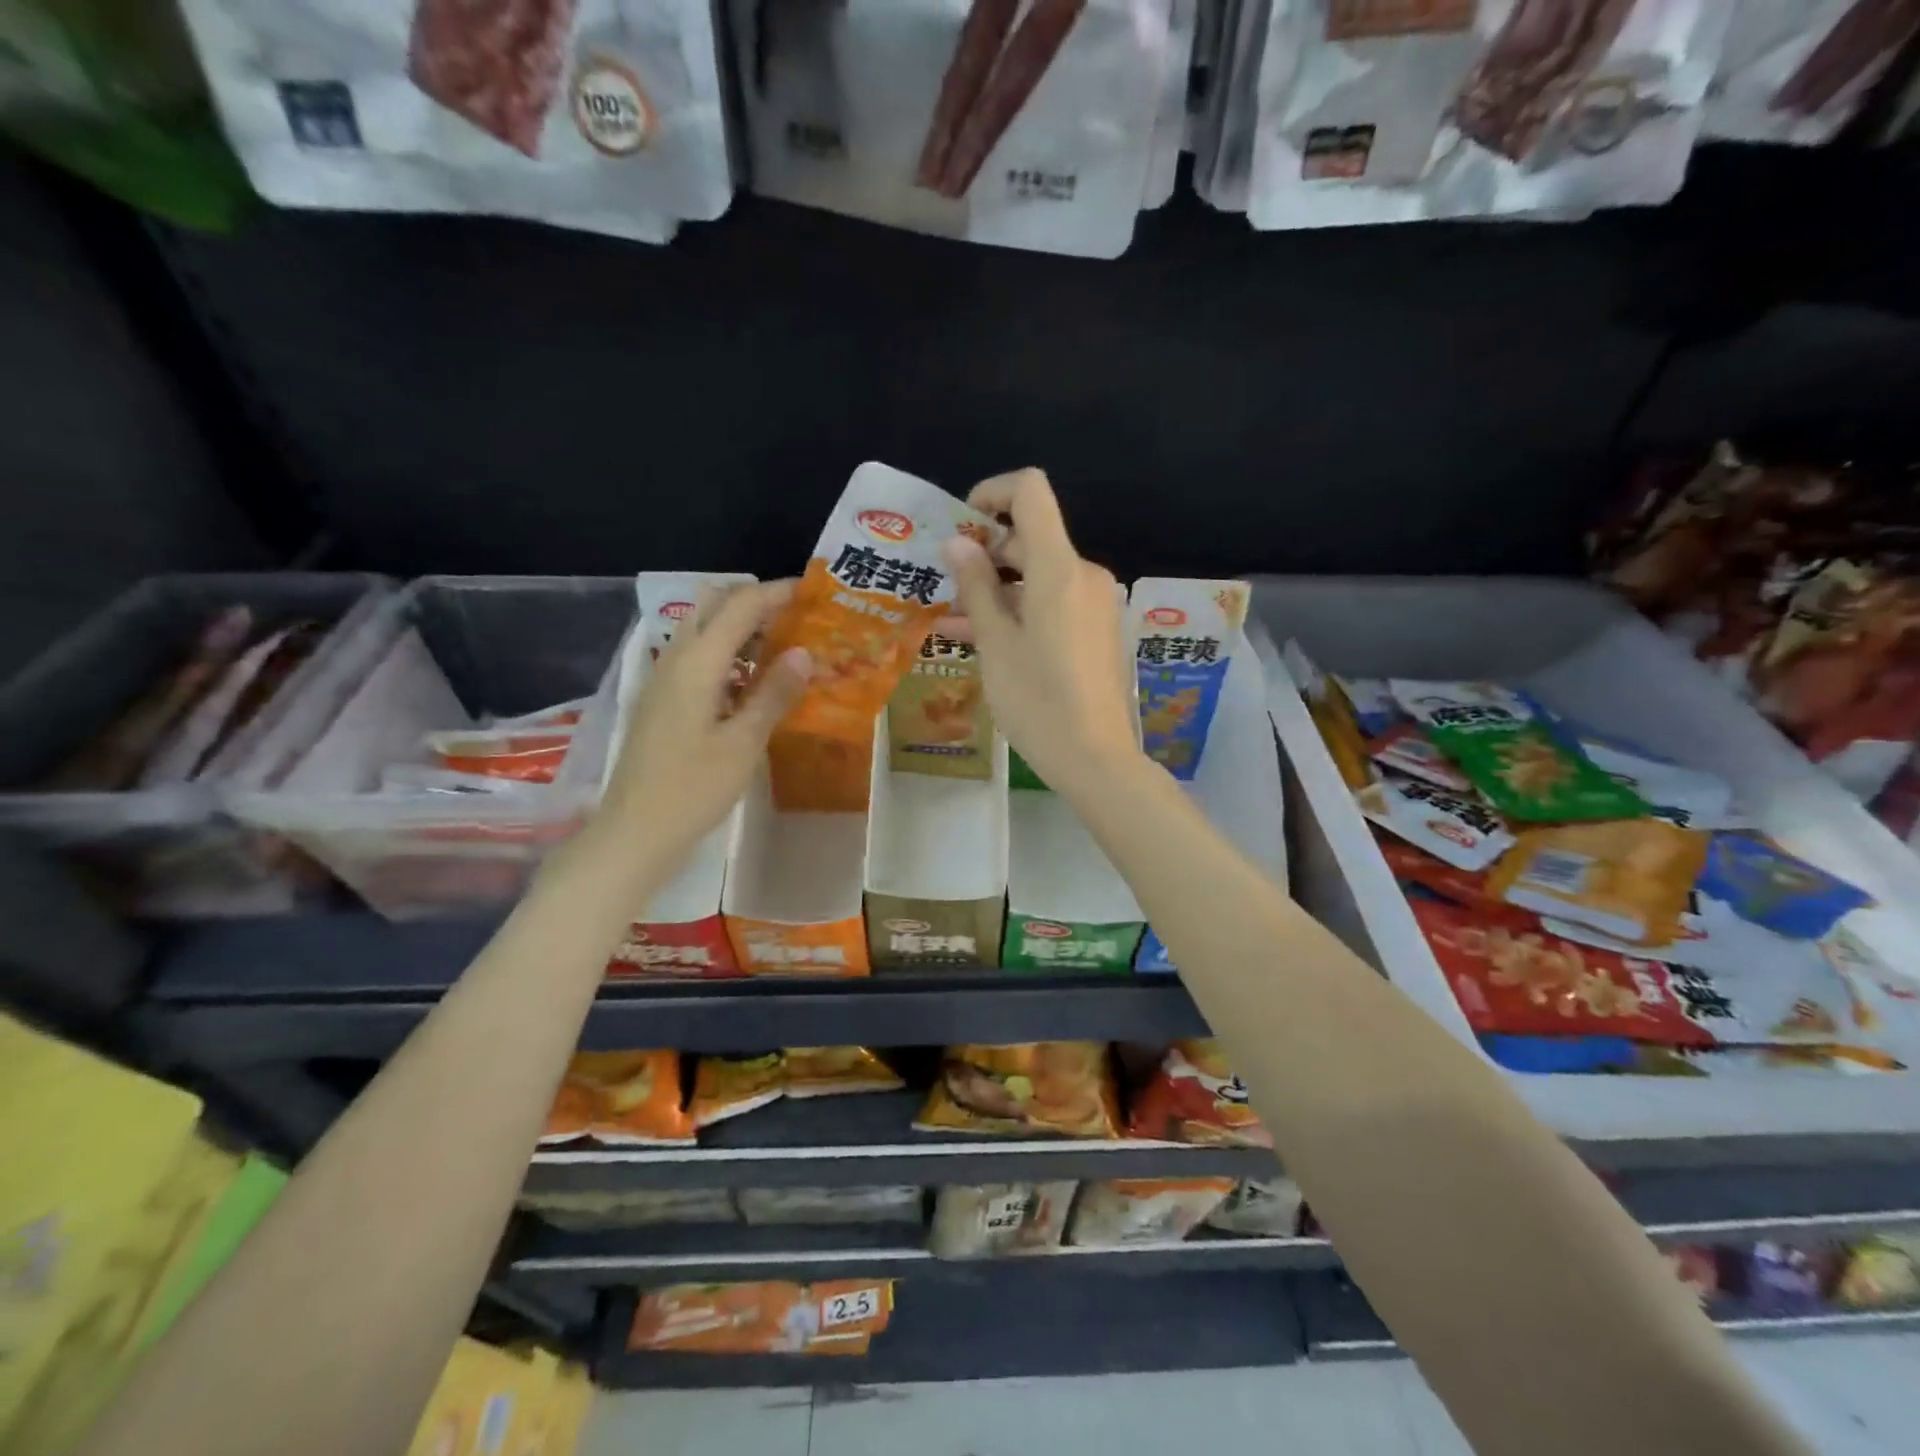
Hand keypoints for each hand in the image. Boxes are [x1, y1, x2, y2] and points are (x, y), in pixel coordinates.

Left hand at [600, 581, 811, 859]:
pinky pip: (698, 657)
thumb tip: (804, 652)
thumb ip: (774, 693)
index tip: (813, 594)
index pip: (741, 606)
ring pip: (704, 630)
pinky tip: (753, 682)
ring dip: (741, 627)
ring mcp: (664, 679)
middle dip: (756, 602)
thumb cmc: (693, 789)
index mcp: (697, 663)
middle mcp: (675, 659)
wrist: (635, 832)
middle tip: (797, 618)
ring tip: (784, 646)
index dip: (777, 593)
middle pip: (715, 606)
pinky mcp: (662, 700)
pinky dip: (728, 654)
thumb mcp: (744, 743)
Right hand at [941, 468, 1141, 793]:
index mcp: (1059, 568)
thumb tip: (959, 544)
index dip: (993, 493)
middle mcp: (1084, 575)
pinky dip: (1022, 610)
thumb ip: (976, 587)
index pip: (1031, 492)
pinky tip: (987, 639)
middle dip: (987, 554)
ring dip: (999, 590)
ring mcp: (1096, 603)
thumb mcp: (996, 644)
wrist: (1095, 757)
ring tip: (954, 621)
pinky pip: (1055, 603)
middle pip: (1033, 538)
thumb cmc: (1037, 700)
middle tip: (946, 587)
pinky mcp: (1099, 629)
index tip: (963, 523)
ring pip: (1040, 577)